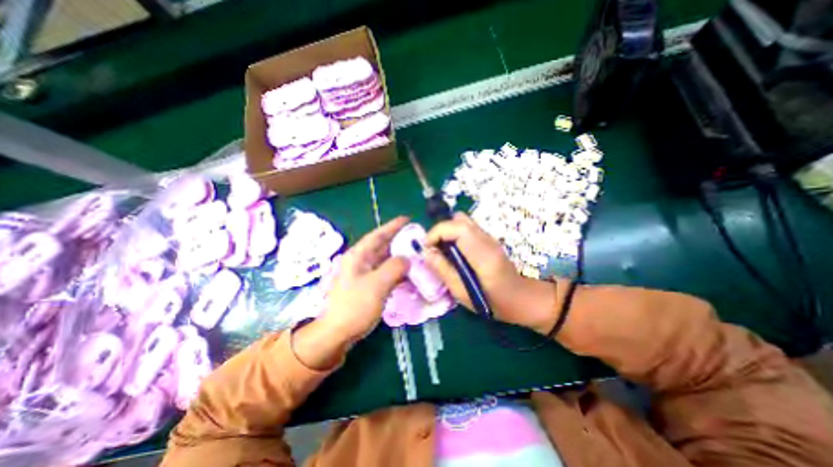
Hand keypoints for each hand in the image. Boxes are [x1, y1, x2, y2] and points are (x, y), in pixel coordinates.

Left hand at [292, 217, 408, 370]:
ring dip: (399, 256)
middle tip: (417, 238)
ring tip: (416, 254)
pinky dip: (396, 271)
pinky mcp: (367, 285)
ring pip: (384, 259)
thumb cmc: (355, 306)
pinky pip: (385, 272)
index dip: (392, 226)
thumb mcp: (377, 285)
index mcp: (358, 256)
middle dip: (399, 240)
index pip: (377, 235)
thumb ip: (394, 267)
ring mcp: (363, 274)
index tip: (407, 219)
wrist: (337, 332)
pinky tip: (408, 273)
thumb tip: (407, 258)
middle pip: (382, 246)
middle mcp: (360, 261)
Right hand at [423, 213, 558, 333]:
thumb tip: (425, 252)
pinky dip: (455, 233)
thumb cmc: (492, 302)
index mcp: (483, 255)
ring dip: (448, 231)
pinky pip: (467, 228)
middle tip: (432, 248)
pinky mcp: (489, 239)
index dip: (437, 232)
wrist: (521, 298)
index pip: (458, 228)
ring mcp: (490, 237)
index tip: (426, 246)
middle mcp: (488, 241)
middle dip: (440, 230)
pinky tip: (454, 251)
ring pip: (463, 221)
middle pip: (460, 220)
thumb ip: (443, 270)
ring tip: (442, 249)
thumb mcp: (462, 293)